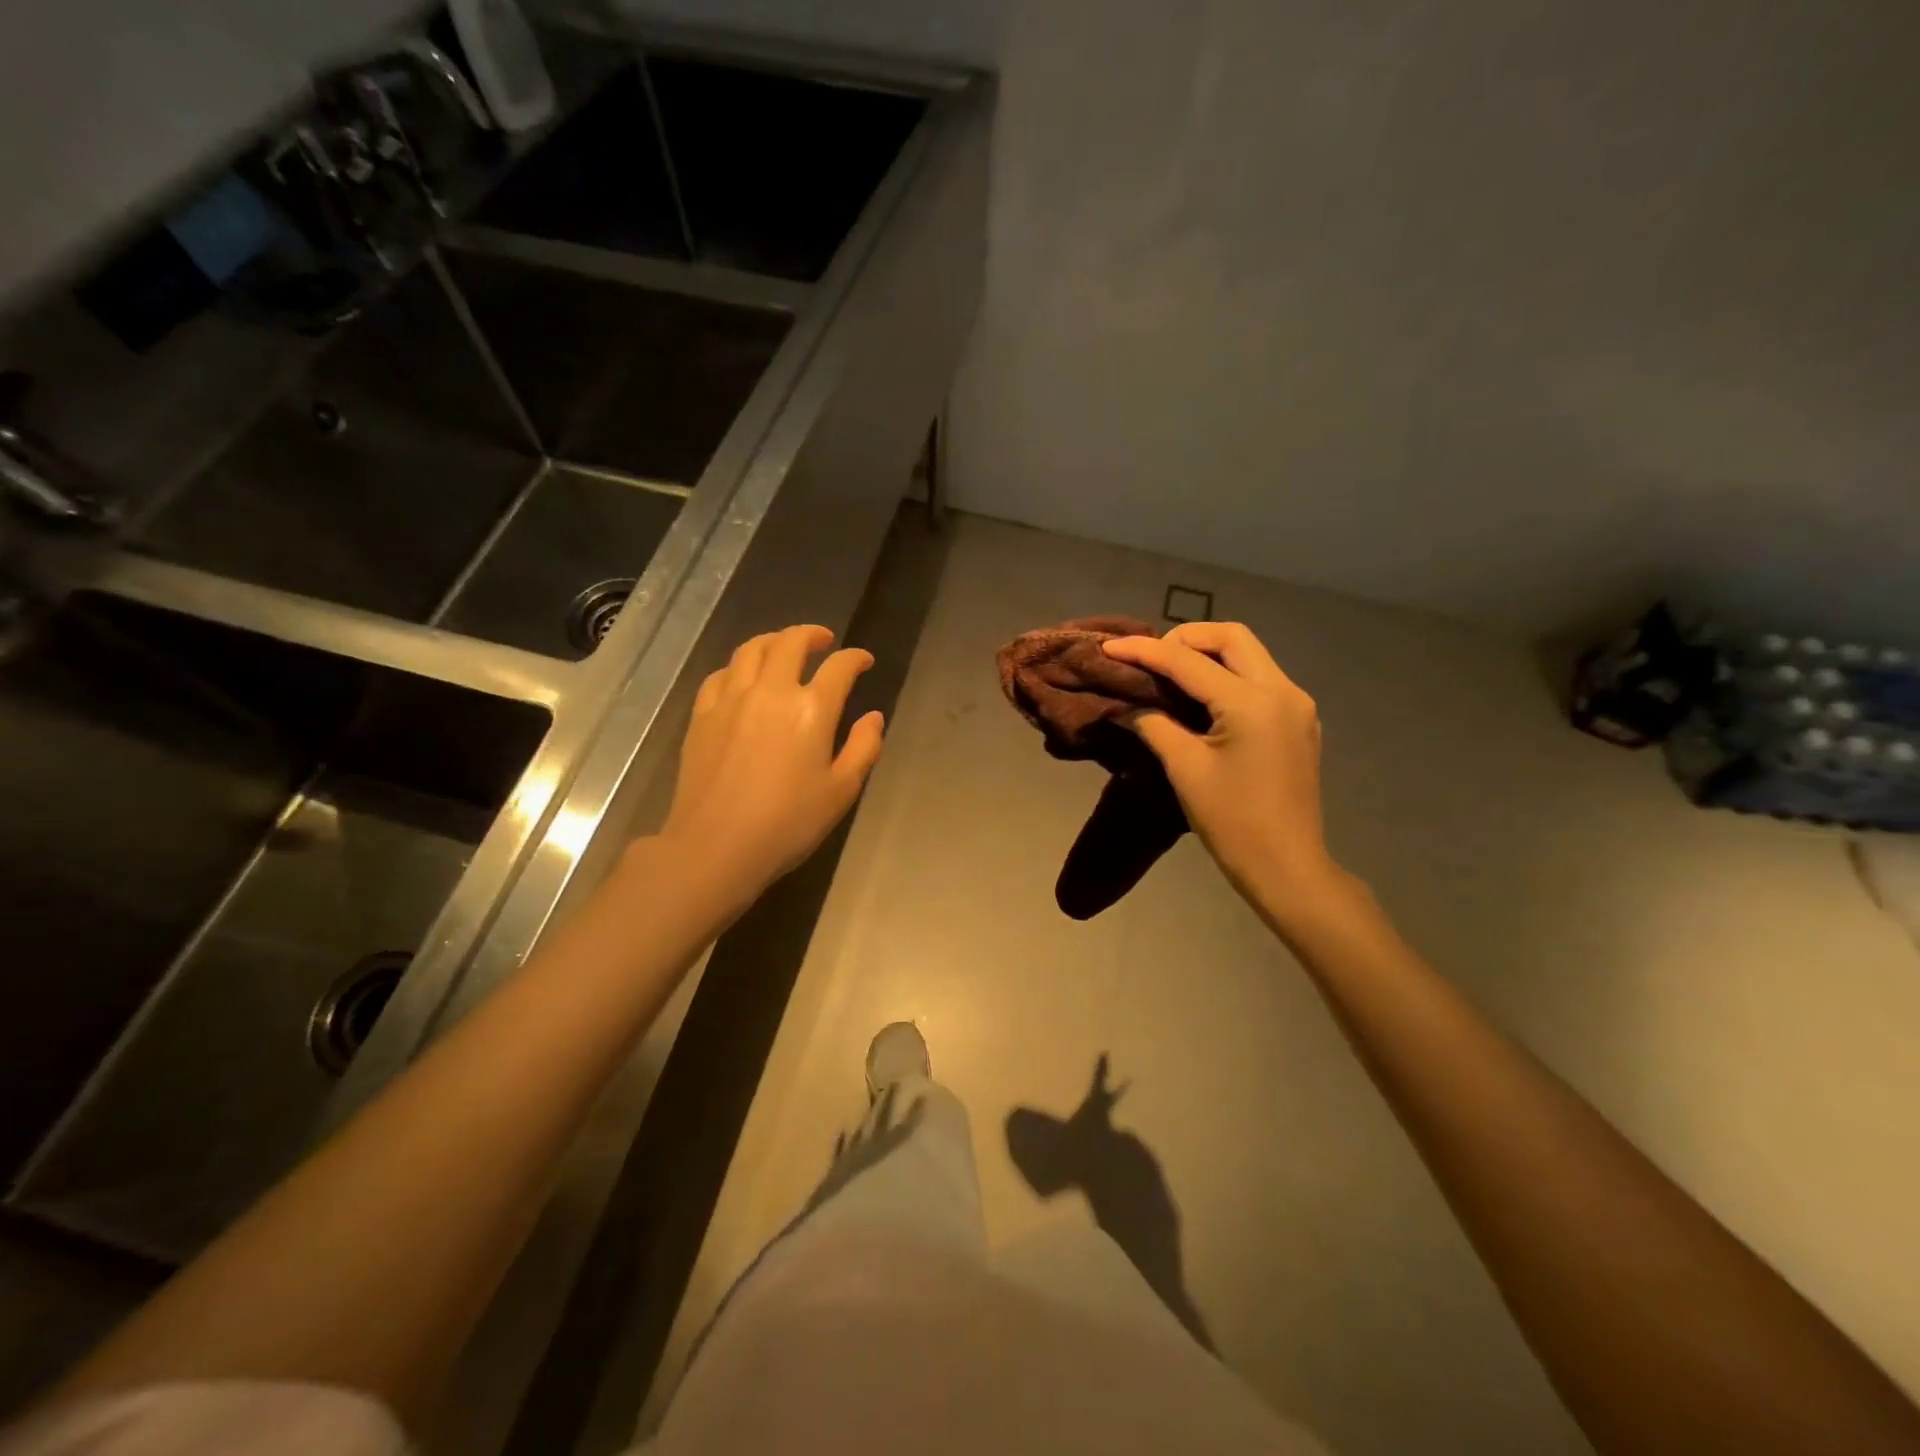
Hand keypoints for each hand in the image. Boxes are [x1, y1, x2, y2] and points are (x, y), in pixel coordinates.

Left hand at [660, 625, 884, 909]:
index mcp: (811, 709)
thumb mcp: (841, 791)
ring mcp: (731, 699)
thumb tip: (873, 717)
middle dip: (812, 635)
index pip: (839, 667)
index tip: (863, 660)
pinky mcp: (702, 714)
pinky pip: (721, 674)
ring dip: (774, 641)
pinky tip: (744, 678)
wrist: (716, 846)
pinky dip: (739, 666)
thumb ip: (864, 747)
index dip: (855, 658)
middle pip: (791, 642)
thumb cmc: (788, 823)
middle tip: (824, 641)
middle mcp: (771, 691)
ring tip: (784, 648)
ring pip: (751, 649)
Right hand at [1102, 622, 1340, 918]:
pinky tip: (1202, 698)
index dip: (1145, 650)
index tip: (1110, 646)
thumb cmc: (1232, 822)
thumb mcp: (1185, 770)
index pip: (1188, 660)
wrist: (1287, 867)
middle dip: (1185, 638)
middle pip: (1231, 637)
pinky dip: (1227, 675)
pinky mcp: (1299, 721)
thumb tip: (1126, 707)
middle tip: (1150, 660)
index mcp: (1251, 703)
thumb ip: (1154, 726)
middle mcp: (1282, 690)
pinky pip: (1259, 678)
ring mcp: (1296, 705)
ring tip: (1169, 674)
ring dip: (1208, 654)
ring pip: (1249, 654)